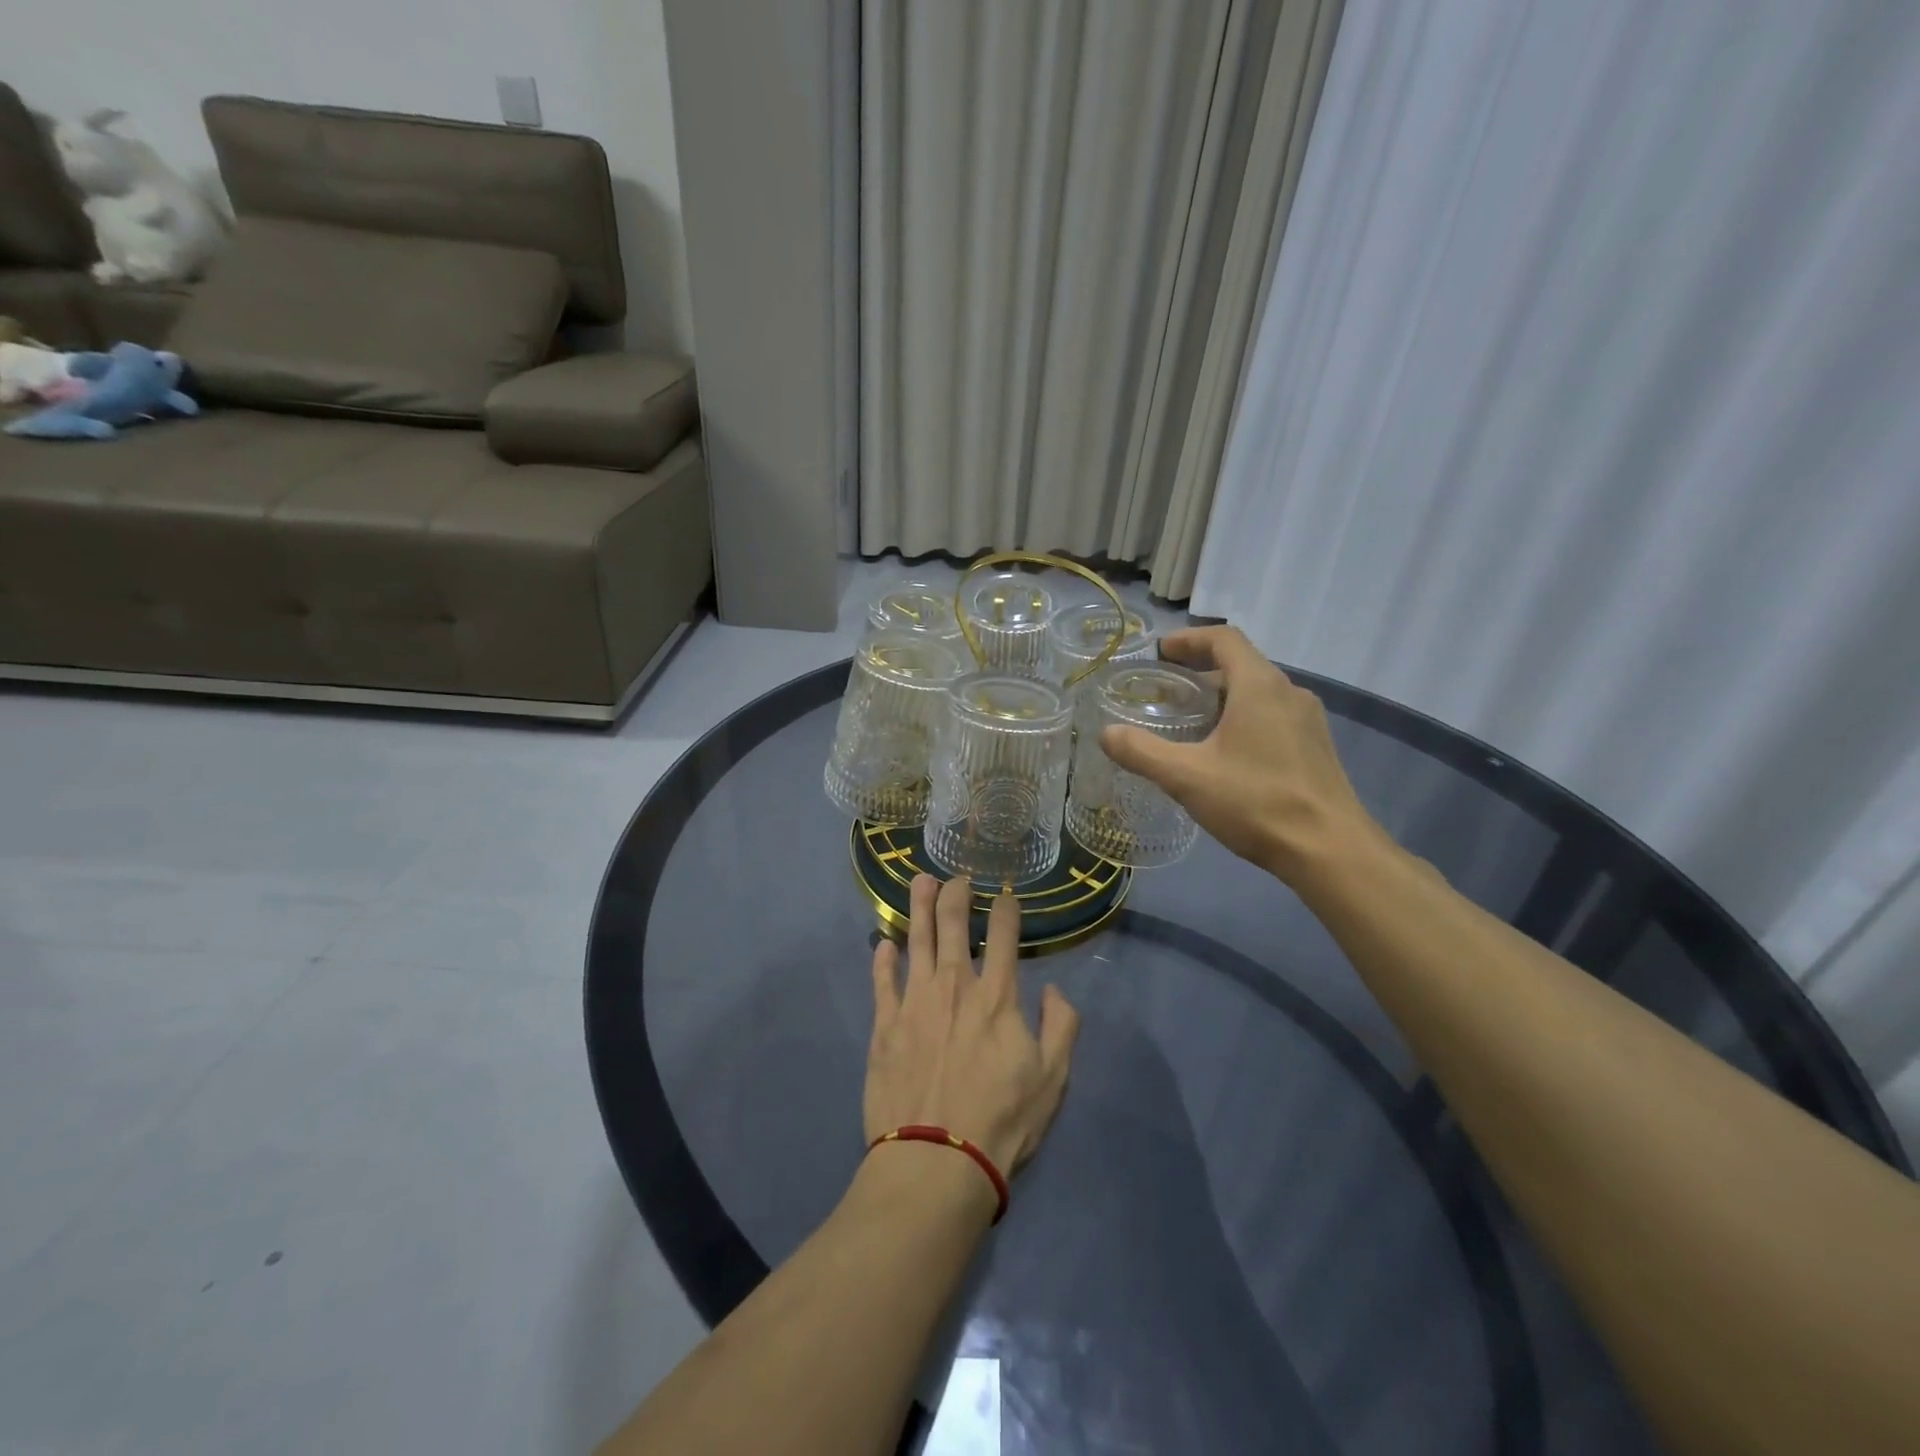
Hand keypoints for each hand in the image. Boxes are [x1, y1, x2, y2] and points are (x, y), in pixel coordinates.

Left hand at [865, 875, 1078, 1177]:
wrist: (936, 1161)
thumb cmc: (1002, 1120)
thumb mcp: (1053, 1078)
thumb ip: (1062, 1027)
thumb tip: (1055, 990)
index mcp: (997, 996)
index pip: (1005, 936)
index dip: (1007, 909)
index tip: (1006, 894)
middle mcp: (955, 986)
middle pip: (954, 925)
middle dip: (957, 894)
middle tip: (957, 878)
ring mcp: (915, 1002)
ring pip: (916, 940)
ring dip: (919, 907)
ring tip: (919, 882)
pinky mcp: (885, 1025)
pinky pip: (882, 980)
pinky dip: (883, 958)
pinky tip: (884, 943)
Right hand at [1099, 625, 1377, 886]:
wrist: (1330, 850)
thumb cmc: (1256, 802)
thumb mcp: (1187, 777)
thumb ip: (1141, 752)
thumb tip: (1106, 734)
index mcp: (1259, 686)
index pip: (1223, 639)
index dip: (1189, 639)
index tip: (1160, 652)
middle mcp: (1289, 692)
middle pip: (1240, 665)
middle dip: (1199, 672)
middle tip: (1164, 694)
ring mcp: (1307, 721)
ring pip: (1257, 693)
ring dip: (1221, 698)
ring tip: (1189, 724)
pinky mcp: (1314, 748)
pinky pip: (1272, 717)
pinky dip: (1241, 719)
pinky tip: (1223, 754)